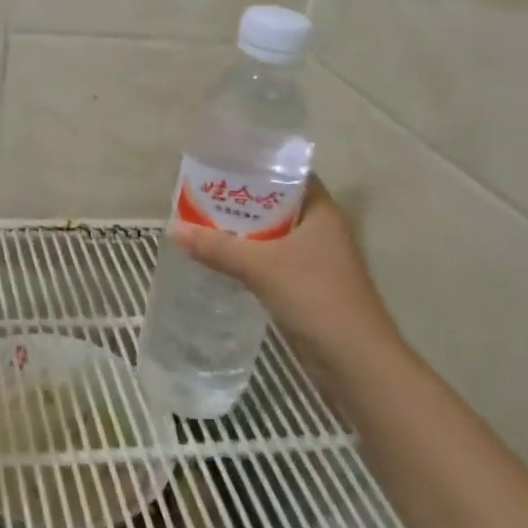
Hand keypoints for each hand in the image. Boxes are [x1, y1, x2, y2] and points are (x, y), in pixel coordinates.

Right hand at [172, 176, 402, 381]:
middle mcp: (322, 230)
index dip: (258, 168)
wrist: (355, 361)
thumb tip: (172, 229)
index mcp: (322, 212)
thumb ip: (217, 247)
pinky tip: (221, 260)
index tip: (223, 166)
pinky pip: (272, 260)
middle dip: (241, 202)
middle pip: (276, 205)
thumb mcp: (260, 267)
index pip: (289, 175)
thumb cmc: (315, 297)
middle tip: (202, 195)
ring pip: (273, 235)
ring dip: (243, 232)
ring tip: (203, 223)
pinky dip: (250, 257)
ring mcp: (316, 260)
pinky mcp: (308, 286)